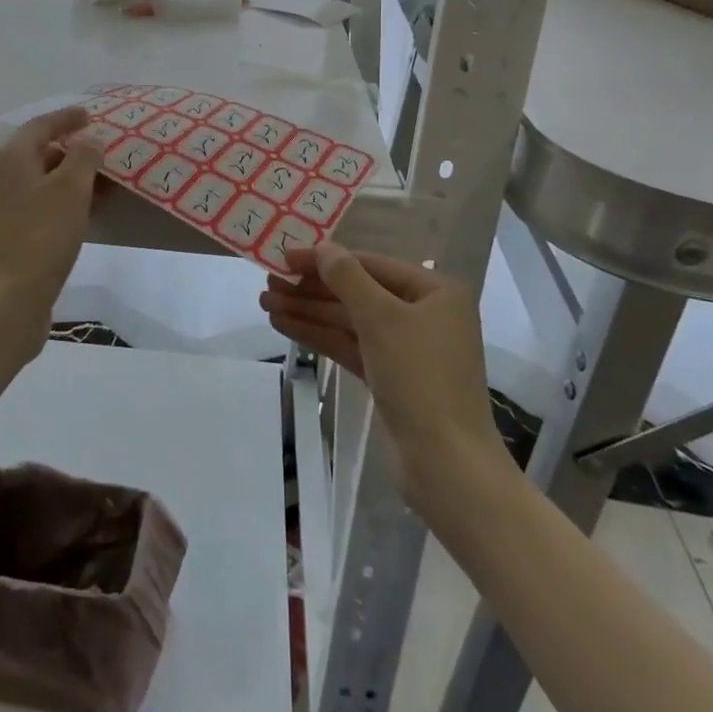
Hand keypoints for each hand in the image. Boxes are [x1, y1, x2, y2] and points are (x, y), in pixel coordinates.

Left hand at [0, 106, 103, 360]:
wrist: (7, 300)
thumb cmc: (40, 235)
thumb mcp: (70, 188)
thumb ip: (84, 157)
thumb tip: (90, 138)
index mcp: (13, 160)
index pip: (40, 126)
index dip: (66, 118)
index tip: (91, 115)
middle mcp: (6, 180)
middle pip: (42, 154)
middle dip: (75, 150)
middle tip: (107, 150)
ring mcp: (8, 212)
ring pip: (47, 184)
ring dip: (76, 180)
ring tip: (109, 181)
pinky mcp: (17, 238)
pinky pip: (48, 208)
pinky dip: (70, 204)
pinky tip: (93, 213)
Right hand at [261, 243, 499, 490]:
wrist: (446, 464)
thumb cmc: (420, 376)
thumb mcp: (381, 318)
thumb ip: (347, 277)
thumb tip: (323, 247)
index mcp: (435, 291)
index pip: (370, 264)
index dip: (325, 260)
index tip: (284, 257)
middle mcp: (424, 314)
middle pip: (358, 292)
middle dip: (312, 289)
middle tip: (268, 283)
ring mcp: (407, 348)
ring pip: (350, 321)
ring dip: (309, 312)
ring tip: (266, 303)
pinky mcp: (390, 377)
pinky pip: (351, 346)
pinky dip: (319, 336)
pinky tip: (284, 325)